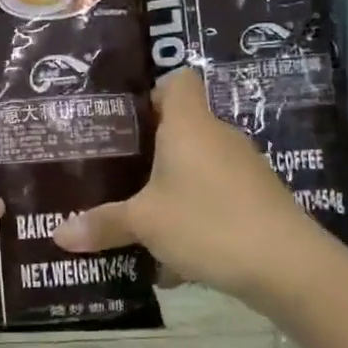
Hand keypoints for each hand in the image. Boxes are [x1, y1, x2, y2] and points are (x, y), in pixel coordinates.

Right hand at [53, 69, 321, 304]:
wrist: (288, 266)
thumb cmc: (207, 223)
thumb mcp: (145, 224)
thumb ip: (103, 224)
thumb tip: (58, 234)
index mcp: (190, 126)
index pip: (178, 81)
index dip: (152, 92)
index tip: (126, 121)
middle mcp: (219, 138)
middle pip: (183, 127)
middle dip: (150, 149)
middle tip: (115, 170)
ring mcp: (244, 169)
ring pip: (198, 167)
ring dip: (171, 187)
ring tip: (139, 214)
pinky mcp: (258, 200)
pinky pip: (215, 197)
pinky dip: (194, 215)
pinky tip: (175, 254)